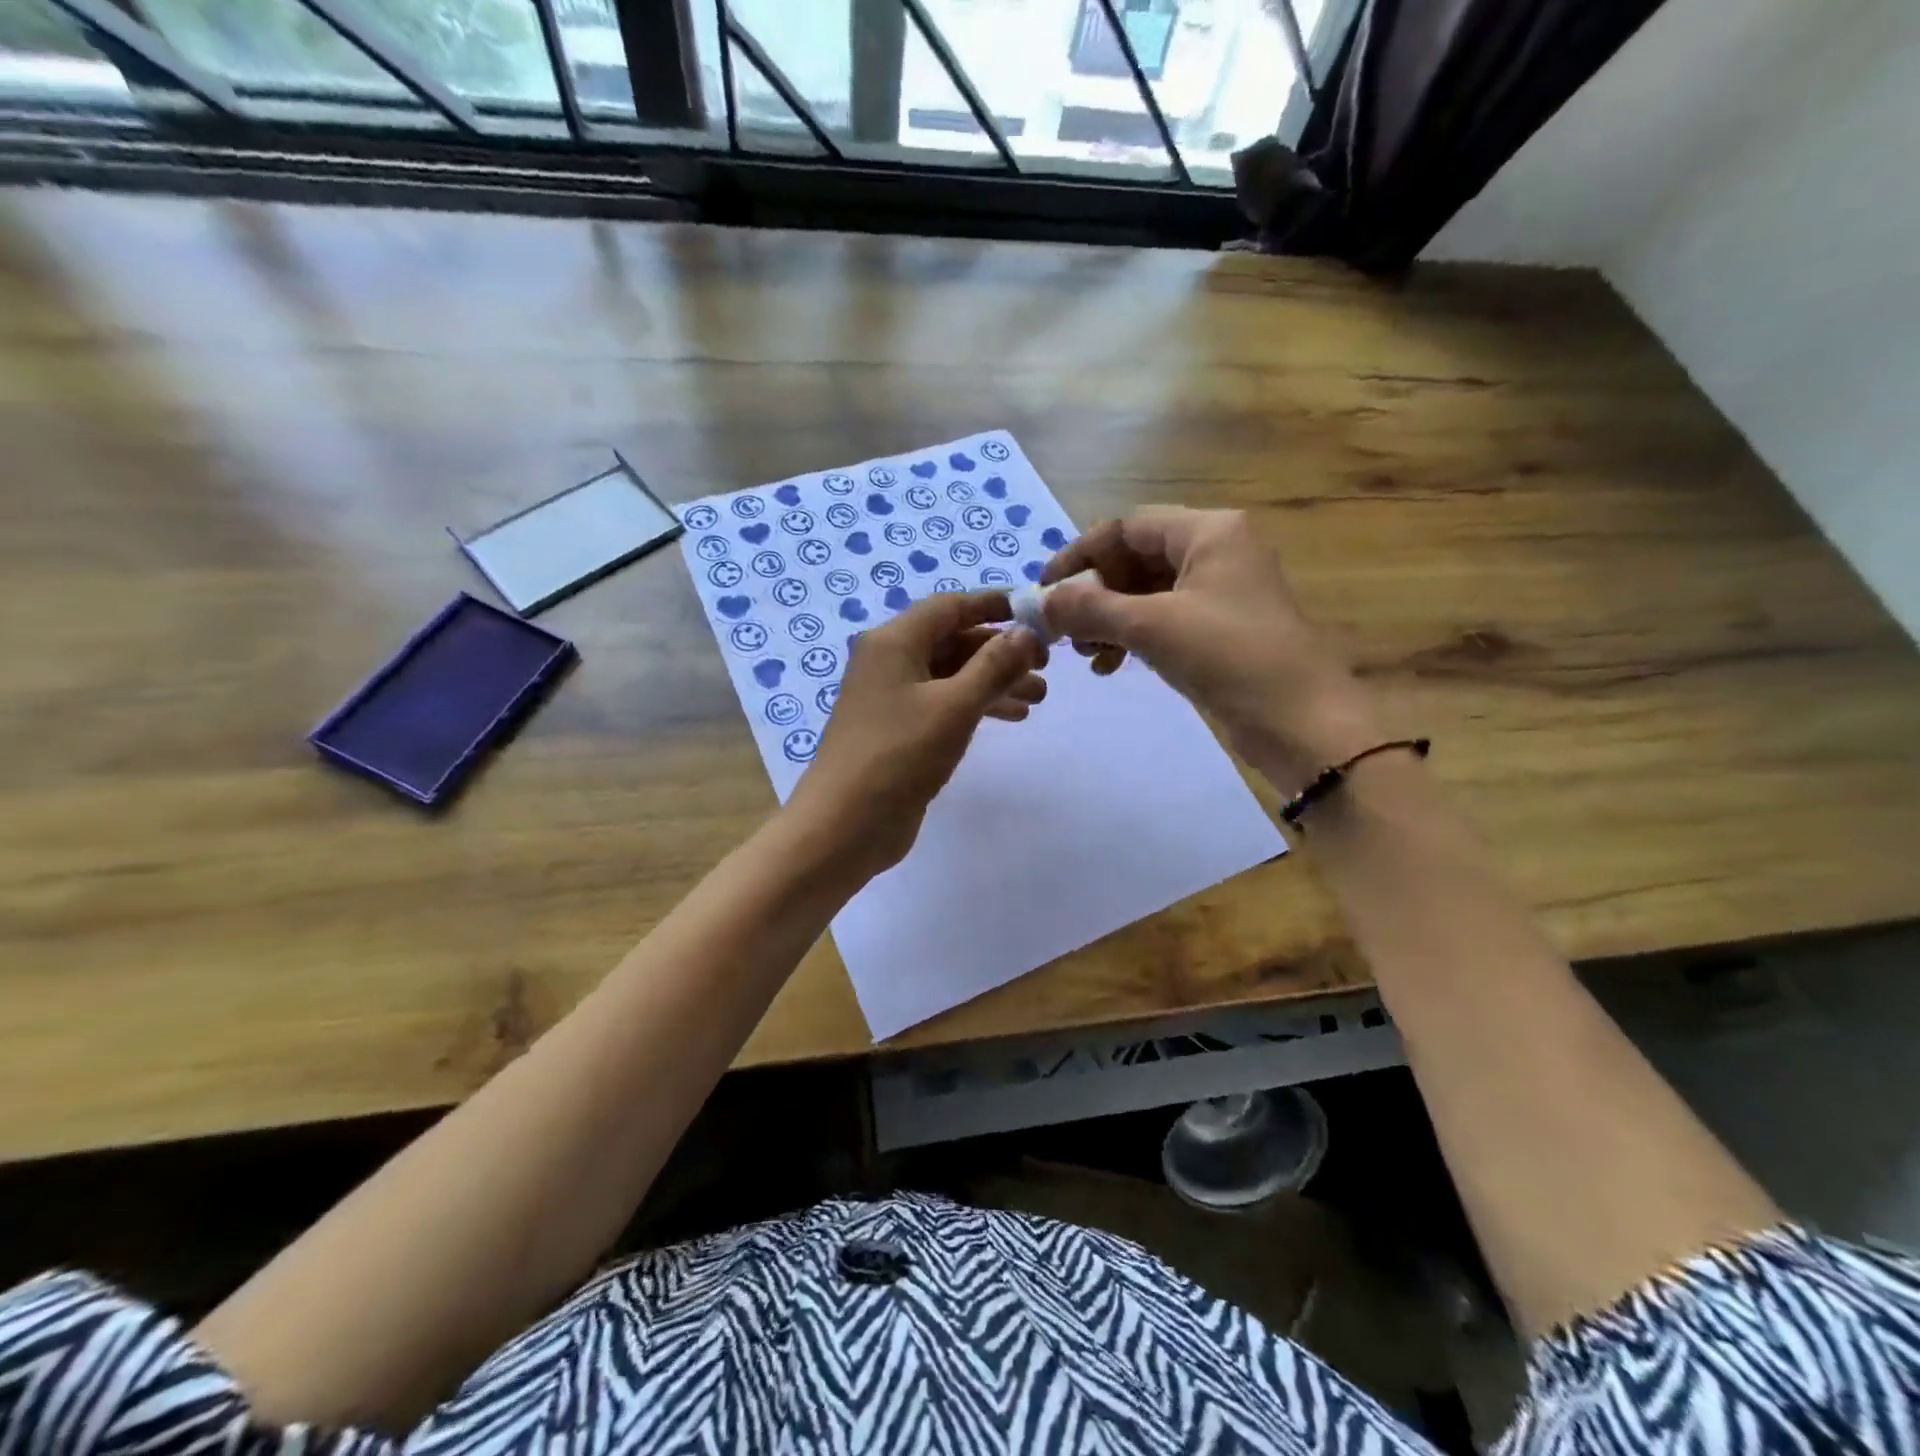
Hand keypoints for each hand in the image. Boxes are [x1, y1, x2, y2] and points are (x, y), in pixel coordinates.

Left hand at [789, 591, 1046, 876]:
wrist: (846, 824)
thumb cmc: (899, 755)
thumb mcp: (954, 706)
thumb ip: (994, 666)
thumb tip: (1027, 633)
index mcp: (894, 642)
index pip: (949, 606)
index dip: (993, 604)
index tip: (1036, 614)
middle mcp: (889, 661)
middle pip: (952, 641)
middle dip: (1000, 651)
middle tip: (1045, 667)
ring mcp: (891, 698)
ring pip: (951, 675)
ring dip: (993, 681)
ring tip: (1038, 698)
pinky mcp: (898, 730)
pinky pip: (943, 704)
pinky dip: (976, 705)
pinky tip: (1011, 717)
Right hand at [1042, 507, 1381, 791]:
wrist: (1301, 721)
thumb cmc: (1230, 657)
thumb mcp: (1153, 627)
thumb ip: (1091, 609)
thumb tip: (1041, 602)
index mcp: (1209, 531)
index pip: (1128, 526)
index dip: (1081, 554)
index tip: (1045, 588)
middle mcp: (1216, 551)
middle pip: (1136, 558)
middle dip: (1096, 593)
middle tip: (1064, 629)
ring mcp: (1220, 591)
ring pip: (1147, 592)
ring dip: (1109, 619)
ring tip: (1084, 653)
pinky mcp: (1220, 628)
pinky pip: (1163, 619)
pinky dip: (1133, 637)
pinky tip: (1111, 666)